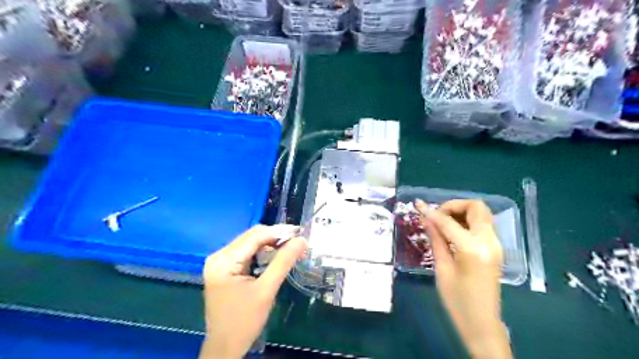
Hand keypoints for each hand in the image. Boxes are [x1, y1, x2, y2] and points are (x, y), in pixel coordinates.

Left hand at [200, 226, 307, 357]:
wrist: (225, 347)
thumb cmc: (244, 321)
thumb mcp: (266, 290)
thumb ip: (283, 262)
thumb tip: (302, 240)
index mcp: (223, 261)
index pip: (254, 236)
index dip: (278, 232)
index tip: (299, 233)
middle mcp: (218, 256)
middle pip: (251, 237)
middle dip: (275, 237)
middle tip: (297, 241)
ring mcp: (220, 262)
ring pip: (250, 243)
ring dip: (270, 243)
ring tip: (289, 247)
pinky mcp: (224, 268)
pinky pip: (246, 252)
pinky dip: (262, 252)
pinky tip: (275, 255)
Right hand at [414, 199, 512, 358]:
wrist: (482, 323)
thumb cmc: (457, 300)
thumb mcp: (442, 268)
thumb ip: (436, 239)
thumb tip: (425, 218)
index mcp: (473, 248)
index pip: (449, 221)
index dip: (432, 212)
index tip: (418, 206)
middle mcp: (489, 241)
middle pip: (476, 207)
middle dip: (454, 206)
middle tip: (437, 216)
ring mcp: (496, 244)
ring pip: (481, 213)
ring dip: (461, 212)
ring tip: (442, 223)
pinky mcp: (495, 248)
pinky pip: (482, 224)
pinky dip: (467, 220)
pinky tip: (452, 231)